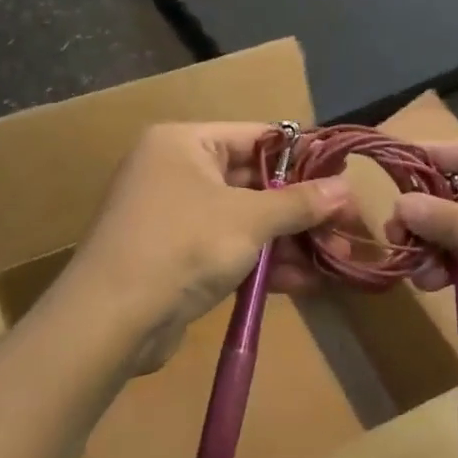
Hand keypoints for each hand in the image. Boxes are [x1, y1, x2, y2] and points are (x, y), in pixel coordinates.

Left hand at [56, 123, 357, 372]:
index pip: (258, 137)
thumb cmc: (182, 246)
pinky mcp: (177, 257)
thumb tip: (346, 189)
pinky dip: (263, 263)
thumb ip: (299, 203)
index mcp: (186, 143)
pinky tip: (306, 282)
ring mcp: (176, 216)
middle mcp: (177, 171)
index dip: (304, 157)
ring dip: (290, 240)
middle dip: (302, 209)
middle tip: (347, 226)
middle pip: (255, 182)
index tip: (344, 178)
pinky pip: (230, 249)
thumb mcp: (249, 219)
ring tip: (337, 259)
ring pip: (246, 220)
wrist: (110, 320)